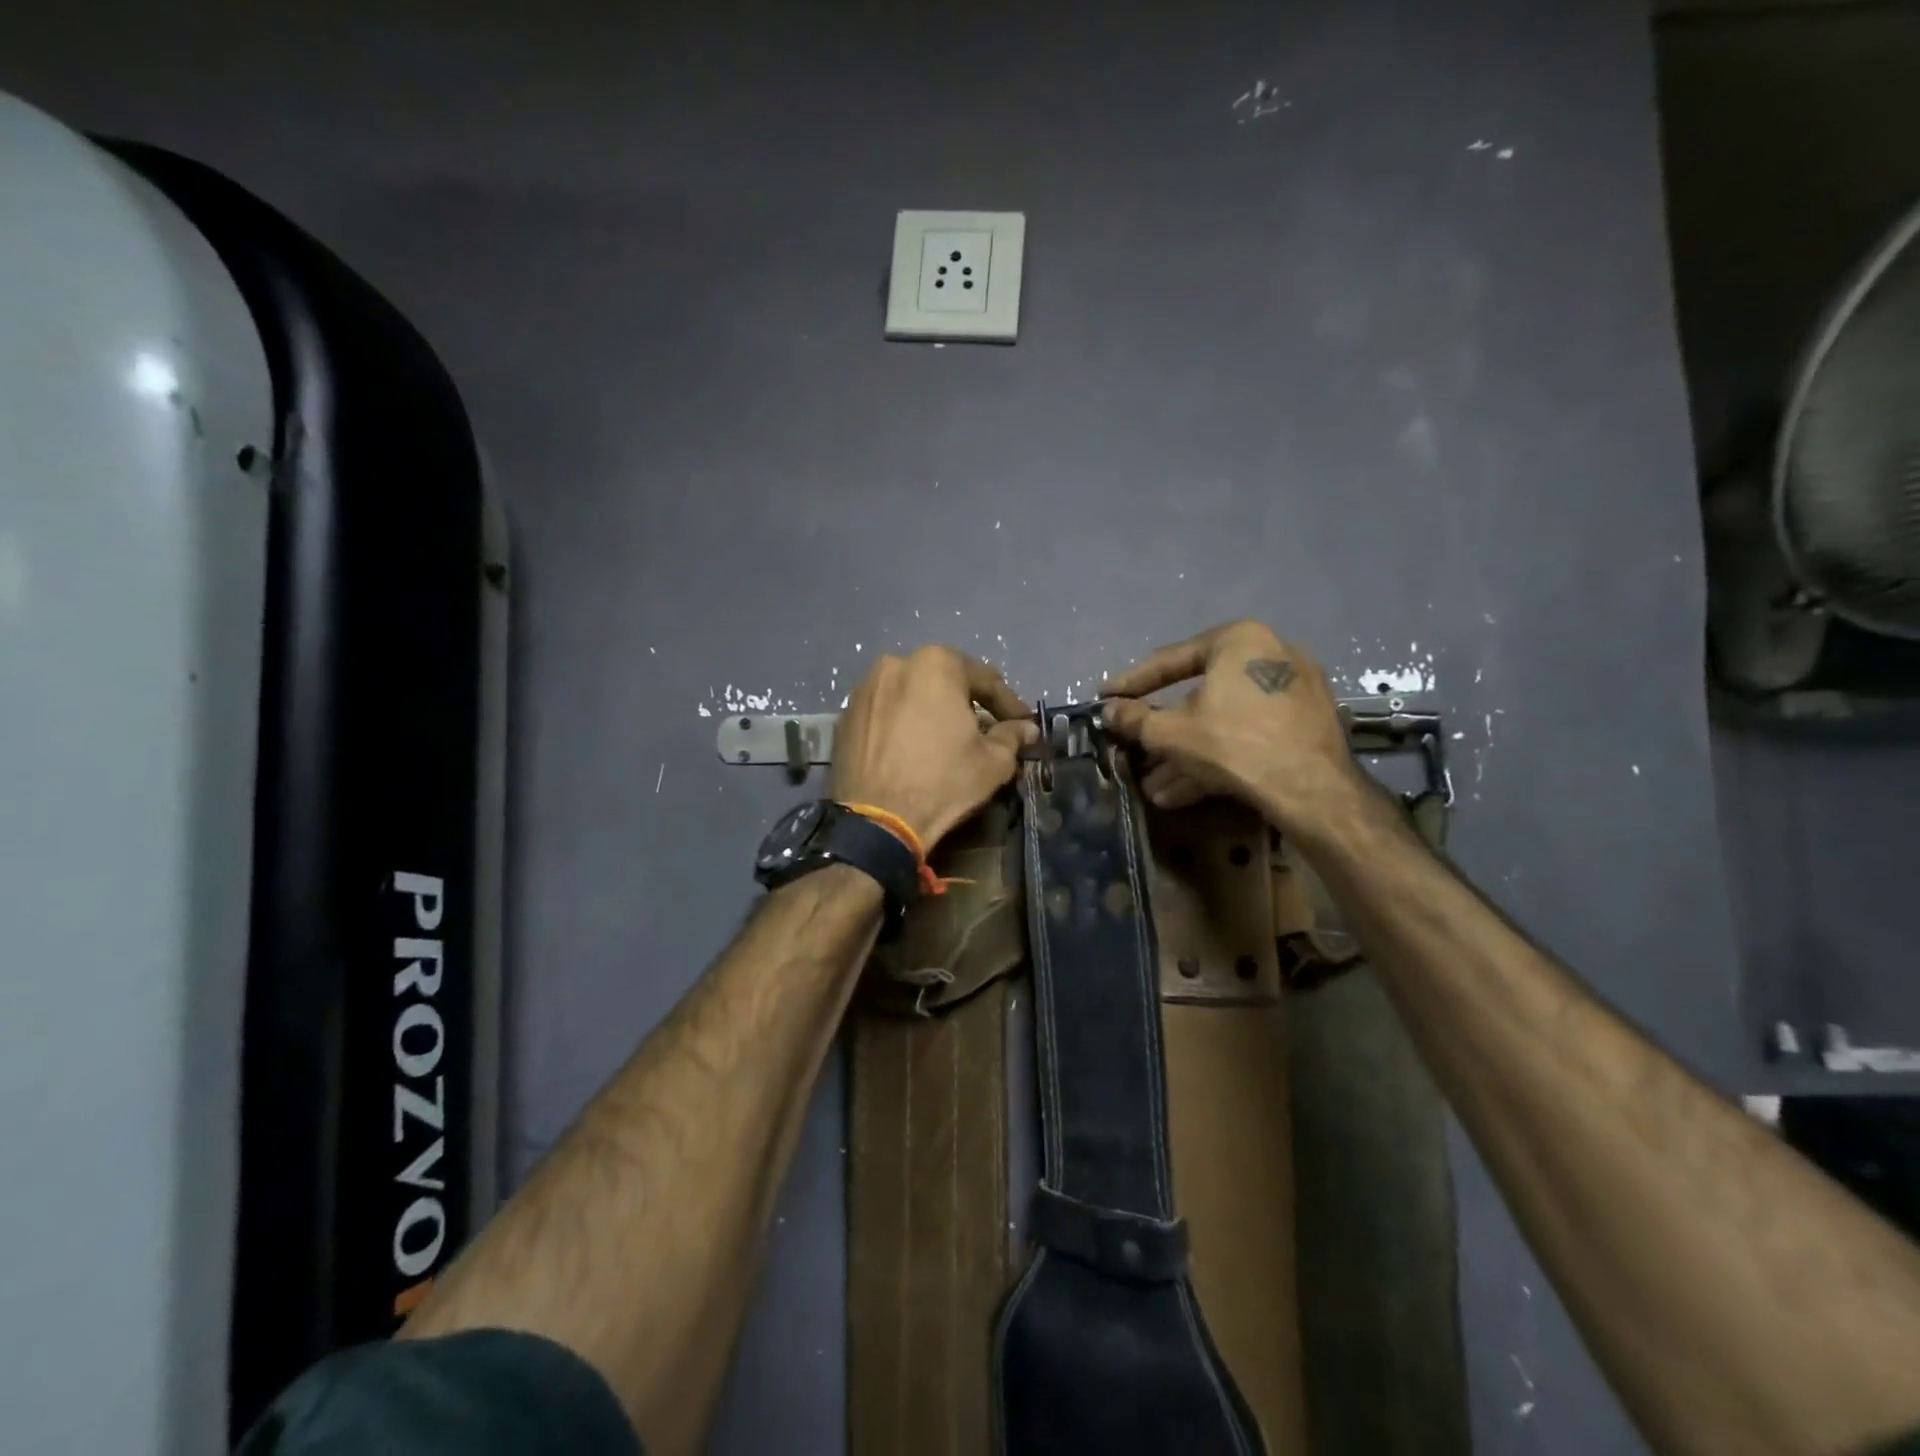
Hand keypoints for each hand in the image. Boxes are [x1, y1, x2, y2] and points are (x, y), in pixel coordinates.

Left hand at [831, 646, 1038, 850]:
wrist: (877, 820)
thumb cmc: (943, 782)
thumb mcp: (992, 762)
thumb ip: (1012, 736)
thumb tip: (1027, 728)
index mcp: (936, 664)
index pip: (984, 679)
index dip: (1008, 704)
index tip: (1022, 723)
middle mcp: (896, 664)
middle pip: (943, 681)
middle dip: (966, 703)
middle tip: (984, 728)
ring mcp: (864, 689)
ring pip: (910, 694)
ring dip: (931, 711)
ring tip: (945, 739)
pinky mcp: (844, 717)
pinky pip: (884, 713)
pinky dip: (901, 724)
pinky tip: (912, 749)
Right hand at [1102, 619, 1366, 837]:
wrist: (1311, 789)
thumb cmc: (1233, 743)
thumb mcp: (1170, 732)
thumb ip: (1134, 719)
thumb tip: (1108, 711)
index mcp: (1239, 640)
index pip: (1172, 660)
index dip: (1132, 683)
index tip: (1107, 697)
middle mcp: (1272, 654)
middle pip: (1200, 696)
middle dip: (1164, 732)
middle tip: (1134, 748)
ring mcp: (1294, 692)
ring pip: (1224, 722)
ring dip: (1186, 754)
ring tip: (1154, 786)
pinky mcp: (1307, 725)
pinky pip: (1250, 734)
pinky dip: (1218, 757)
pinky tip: (1184, 791)